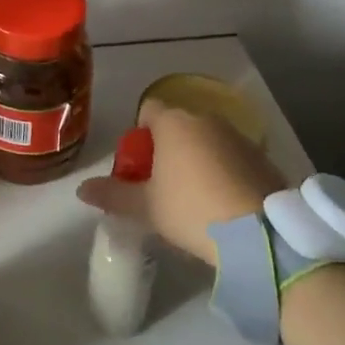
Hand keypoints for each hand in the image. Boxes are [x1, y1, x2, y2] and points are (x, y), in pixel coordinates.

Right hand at [76, 100, 294, 265]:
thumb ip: (113, 194)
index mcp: (174, 122)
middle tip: (163, 185)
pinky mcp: (263, 157)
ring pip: (207, 140)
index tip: (140, 166)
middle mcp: (206, 119)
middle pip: (178, 124)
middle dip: (168, 148)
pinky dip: (224, 171)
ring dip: (198, 158)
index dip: (140, 135)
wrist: (260, 234)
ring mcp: (238, 136)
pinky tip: (223, 202)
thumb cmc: (192, 210)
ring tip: (194, 196)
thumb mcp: (146, 208)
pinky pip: (232, 156)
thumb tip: (81, 189)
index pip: (147, 110)